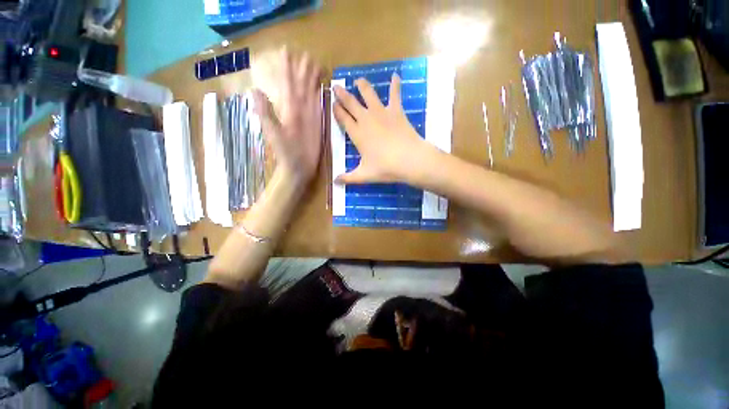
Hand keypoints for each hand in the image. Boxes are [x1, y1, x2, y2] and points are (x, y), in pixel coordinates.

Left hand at [253, 49, 321, 187]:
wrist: (298, 167)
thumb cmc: (285, 152)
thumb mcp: (273, 133)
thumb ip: (265, 112)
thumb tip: (254, 89)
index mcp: (289, 109)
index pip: (288, 84)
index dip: (287, 68)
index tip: (287, 51)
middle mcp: (299, 109)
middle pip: (301, 85)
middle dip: (303, 70)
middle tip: (307, 55)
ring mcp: (309, 115)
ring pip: (311, 93)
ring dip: (313, 80)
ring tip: (316, 65)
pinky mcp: (318, 123)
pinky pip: (319, 106)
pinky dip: (321, 96)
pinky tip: (323, 87)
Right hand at [333, 74, 432, 184]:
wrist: (409, 160)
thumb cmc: (385, 168)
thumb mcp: (364, 175)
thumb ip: (348, 178)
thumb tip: (334, 182)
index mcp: (357, 134)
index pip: (343, 118)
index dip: (337, 110)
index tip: (332, 103)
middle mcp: (366, 119)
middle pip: (351, 103)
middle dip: (342, 94)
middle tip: (337, 86)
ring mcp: (381, 113)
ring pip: (368, 94)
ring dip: (362, 86)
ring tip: (358, 80)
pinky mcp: (396, 111)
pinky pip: (395, 94)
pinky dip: (395, 84)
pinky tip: (396, 75)